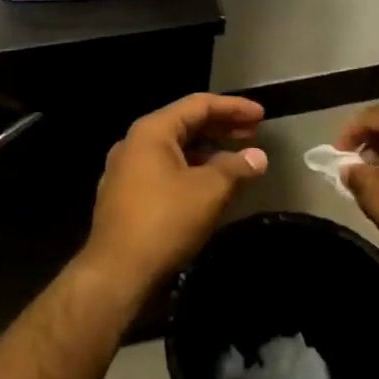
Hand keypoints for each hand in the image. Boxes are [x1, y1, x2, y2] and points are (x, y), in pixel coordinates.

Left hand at [85, 93, 266, 292]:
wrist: (116, 273)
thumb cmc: (164, 221)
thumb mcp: (209, 191)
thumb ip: (236, 168)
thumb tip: (257, 156)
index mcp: (151, 131)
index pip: (198, 105)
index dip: (233, 107)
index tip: (262, 115)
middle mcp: (134, 144)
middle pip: (184, 124)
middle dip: (221, 128)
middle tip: (254, 134)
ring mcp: (126, 171)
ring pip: (174, 150)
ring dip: (207, 152)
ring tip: (237, 161)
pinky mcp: (125, 197)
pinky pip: (164, 171)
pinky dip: (190, 170)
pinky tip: (209, 186)